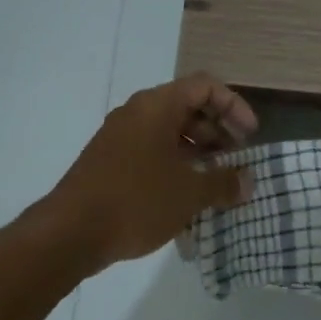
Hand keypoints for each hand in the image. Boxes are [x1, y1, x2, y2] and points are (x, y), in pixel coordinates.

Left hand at [40, 74, 258, 273]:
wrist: (70, 232)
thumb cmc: (136, 201)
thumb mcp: (189, 193)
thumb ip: (224, 183)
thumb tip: (247, 181)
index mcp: (157, 107)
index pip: (205, 86)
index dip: (234, 106)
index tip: (250, 137)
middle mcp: (137, 113)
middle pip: (187, 107)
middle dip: (218, 130)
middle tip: (236, 159)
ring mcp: (119, 137)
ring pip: (168, 131)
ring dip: (198, 151)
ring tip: (216, 180)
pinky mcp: (110, 161)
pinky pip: (151, 151)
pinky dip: (175, 164)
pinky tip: (187, 195)